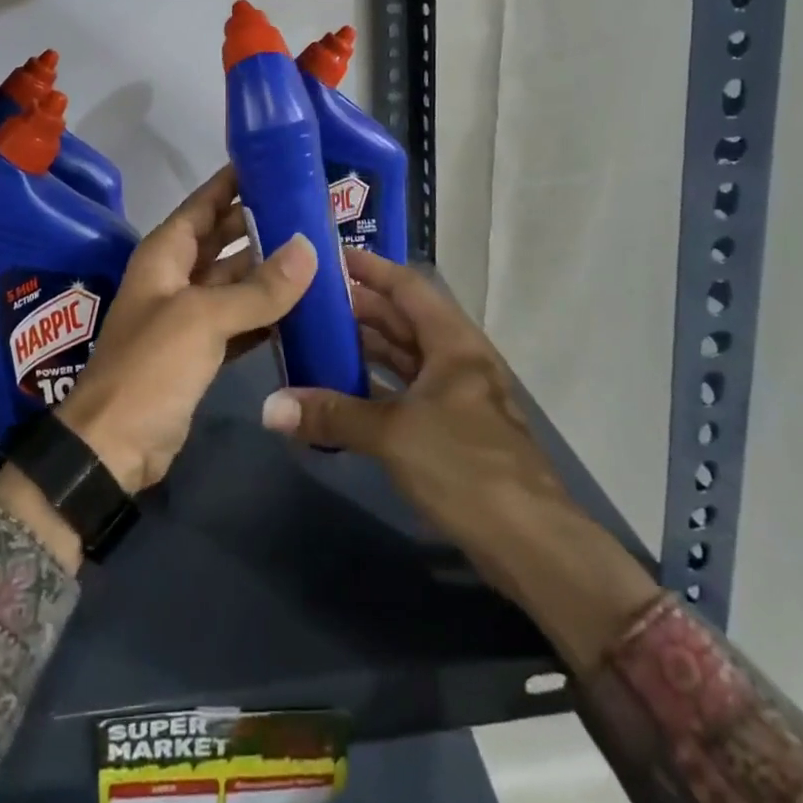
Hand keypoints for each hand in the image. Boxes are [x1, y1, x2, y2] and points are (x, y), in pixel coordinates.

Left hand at [56, 165, 318, 496]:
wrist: (114, 447)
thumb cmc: (150, 367)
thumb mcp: (203, 319)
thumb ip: (258, 288)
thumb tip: (309, 248)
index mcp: (165, 254)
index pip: (204, 203)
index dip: (235, 181)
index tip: (277, 163)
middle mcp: (176, 276)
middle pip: (224, 238)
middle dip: (262, 224)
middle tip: (313, 210)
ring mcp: (189, 315)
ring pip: (236, 281)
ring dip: (271, 270)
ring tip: (320, 253)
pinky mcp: (202, 350)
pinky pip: (241, 320)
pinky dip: (267, 313)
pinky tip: (304, 306)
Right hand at [259, 248, 658, 671]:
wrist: (532, 545)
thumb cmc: (465, 467)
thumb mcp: (393, 434)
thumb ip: (331, 415)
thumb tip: (269, 407)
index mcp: (453, 343)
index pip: (408, 287)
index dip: (371, 268)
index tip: (330, 257)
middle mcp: (457, 360)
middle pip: (404, 320)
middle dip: (360, 308)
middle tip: (310, 300)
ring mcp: (458, 397)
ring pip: (406, 358)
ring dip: (366, 348)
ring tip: (318, 338)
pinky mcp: (454, 432)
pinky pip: (407, 393)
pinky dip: (376, 387)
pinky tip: (343, 391)